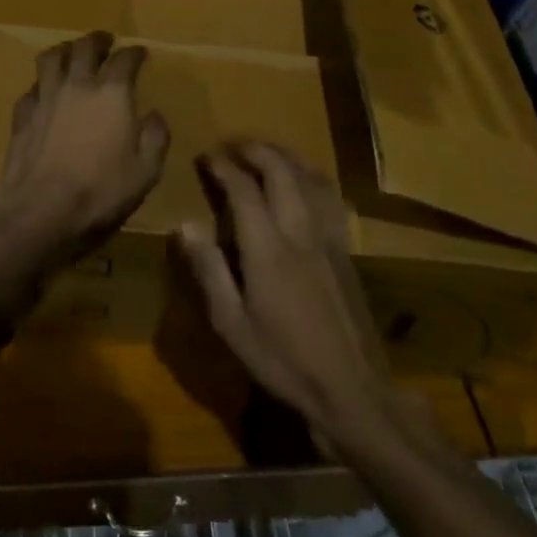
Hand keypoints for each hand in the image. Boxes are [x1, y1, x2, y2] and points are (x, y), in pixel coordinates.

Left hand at [0, 31, 170, 276]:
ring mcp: (45, 98)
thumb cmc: (101, 192)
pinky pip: (32, 88)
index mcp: (112, 94)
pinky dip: (41, 85)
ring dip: (64, 50)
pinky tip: (44, 93)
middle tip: (105, 40)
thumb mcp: (146, 172)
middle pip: (85, 47)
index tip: (141, 53)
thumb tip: (154, 115)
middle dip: (98, 40)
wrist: (40, 212)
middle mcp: (77, 86)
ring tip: (71, 52)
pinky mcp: (22, 116)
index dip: (135, 53)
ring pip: (51, 58)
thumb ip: (155, 138)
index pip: (125, 60)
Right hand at [176, 142, 426, 455]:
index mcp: (268, 248)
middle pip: (280, 169)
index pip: (243, 188)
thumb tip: (184, 224)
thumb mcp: (232, 324)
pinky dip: (311, 174)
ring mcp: (328, 237)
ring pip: (310, 175)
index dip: (223, 166)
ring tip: (264, 150)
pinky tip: (304, 178)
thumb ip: (209, 270)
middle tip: (231, 146)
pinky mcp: (346, 248)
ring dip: (284, 154)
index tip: (205, 157)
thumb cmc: (283, 360)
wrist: (352, 390)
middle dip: (254, 149)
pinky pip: (329, 195)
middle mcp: (300, 230)